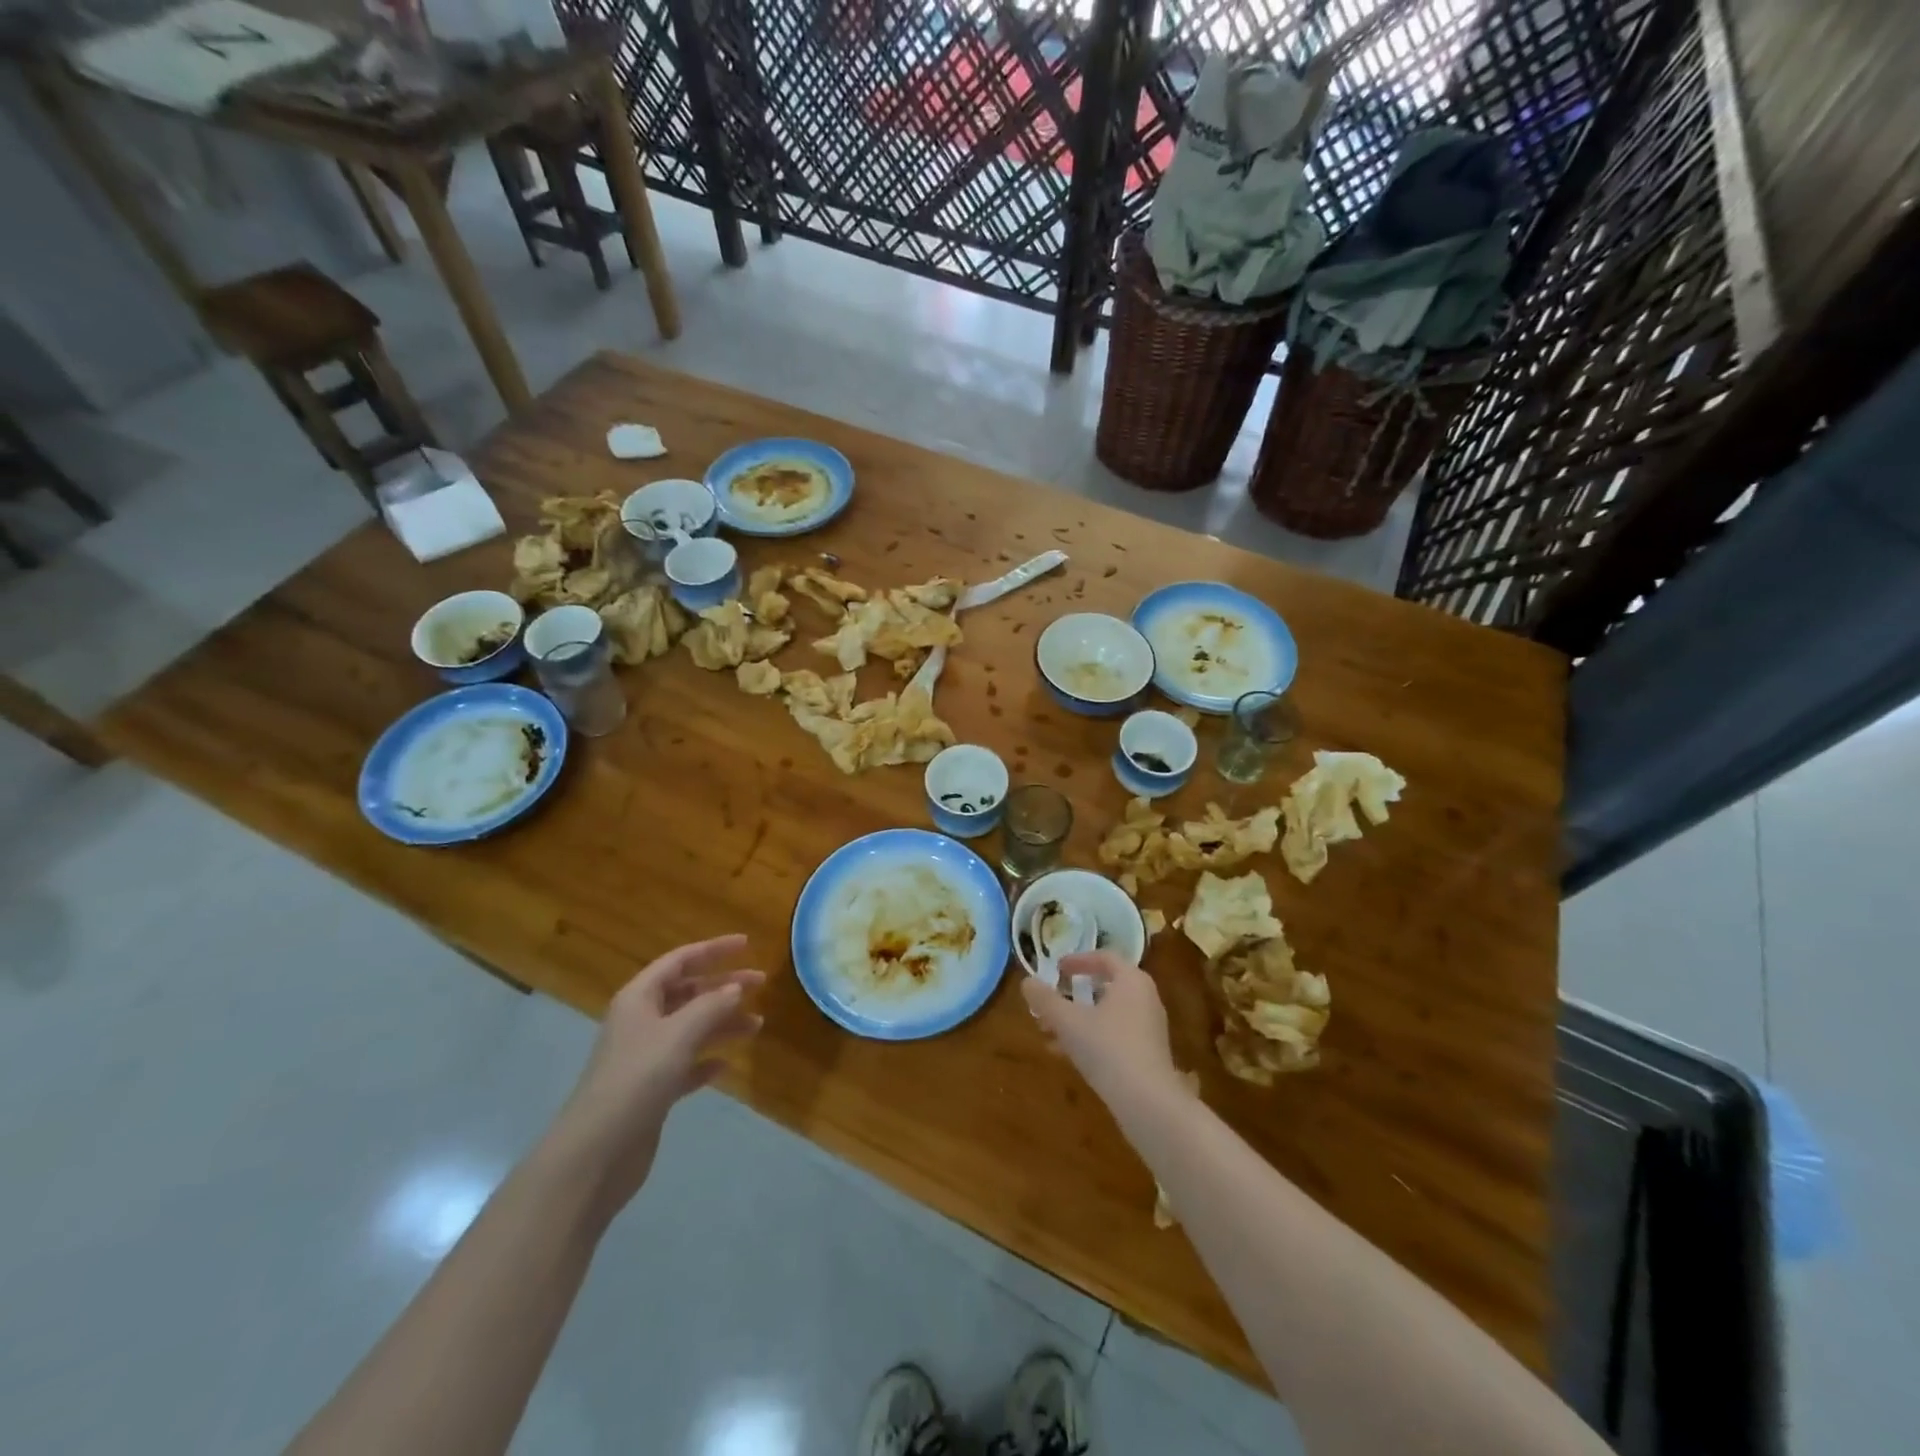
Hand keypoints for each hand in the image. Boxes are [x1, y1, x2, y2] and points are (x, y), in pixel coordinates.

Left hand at [548, 935, 763, 1214]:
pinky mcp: (651, 1090)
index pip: (680, 960)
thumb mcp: (678, 1034)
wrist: (596, 1153)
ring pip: (691, 1028)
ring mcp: (645, 1057)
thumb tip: (735, 988)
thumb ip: (711, 1006)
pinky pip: (686, 1064)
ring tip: (757, 1026)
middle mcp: (641, 1022)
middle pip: (688, 993)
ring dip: (722, 1023)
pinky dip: (706, 1060)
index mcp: (639, 998)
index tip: (747, 944)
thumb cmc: (637, 1079)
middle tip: (761, 984)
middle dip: (724, 987)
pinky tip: (726, 1065)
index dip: (713, 949)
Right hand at [1020, 951, 1185, 1107]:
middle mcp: (1145, 999)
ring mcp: (1148, 1028)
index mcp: (1131, 981)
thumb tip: (1026, 982)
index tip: (1056, 968)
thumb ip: (1045, 1000)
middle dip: (1072, 995)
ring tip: (1047, 1032)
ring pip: (1106, 1014)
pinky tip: (1065, 1055)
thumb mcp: (1068, 1021)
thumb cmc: (1107, 1048)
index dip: (1077, 960)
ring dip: (1077, 1020)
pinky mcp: (1147, 1055)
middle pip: (1104, 987)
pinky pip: (1114, 1035)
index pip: (1104, 958)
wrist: (1147, 1102)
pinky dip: (1090, 1037)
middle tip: (1049, 1002)